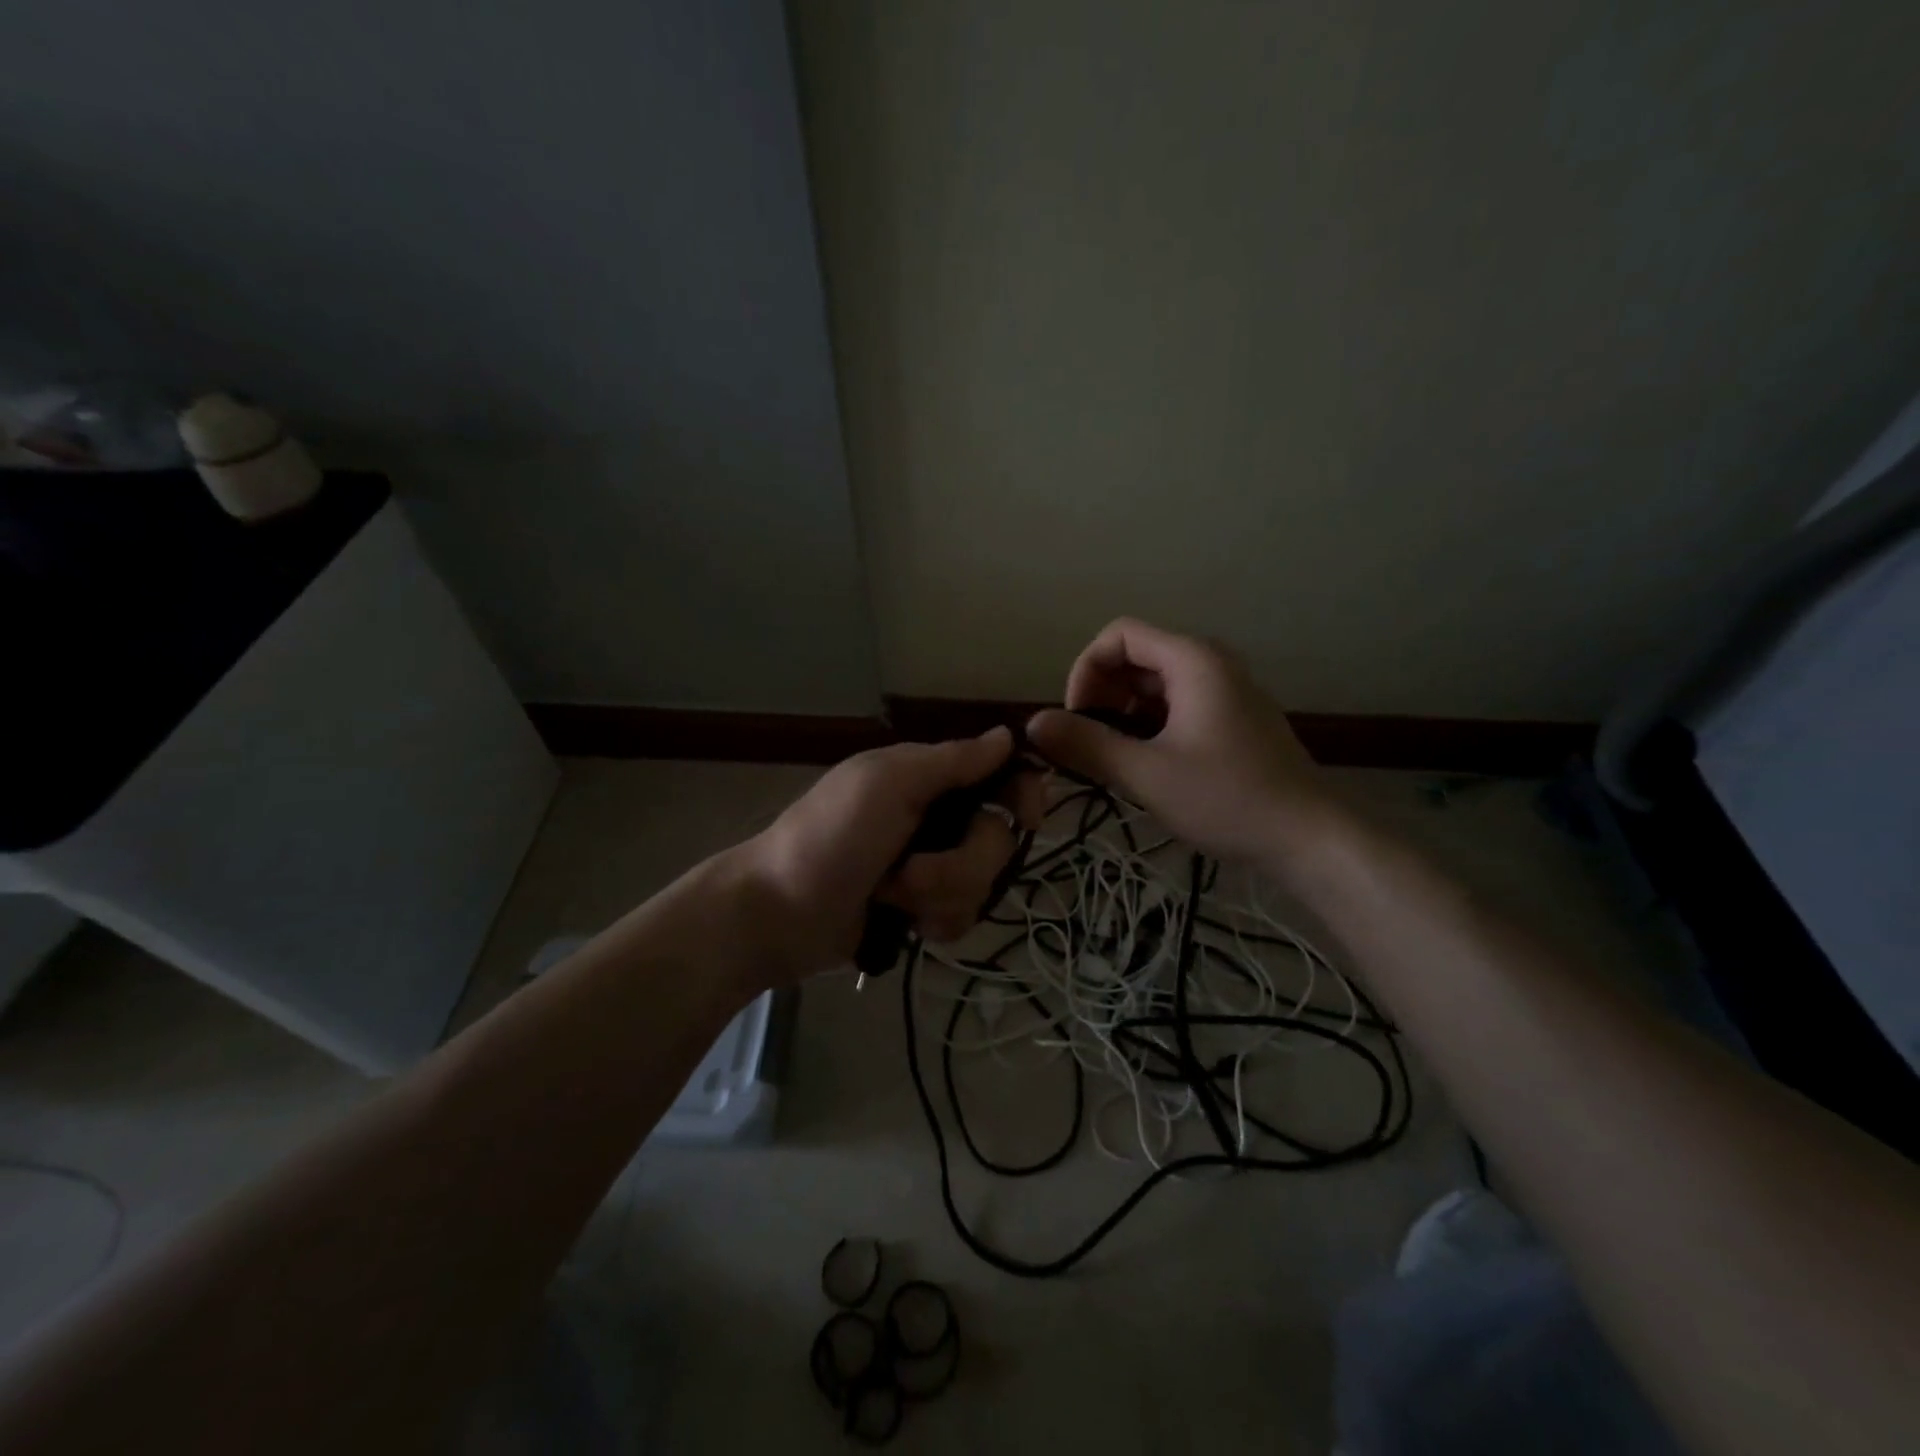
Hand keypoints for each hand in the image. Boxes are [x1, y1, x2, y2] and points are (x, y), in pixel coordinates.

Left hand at [740, 728, 1044, 982]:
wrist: (778, 915)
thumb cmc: (830, 837)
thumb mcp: (888, 784)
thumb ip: (951, 762)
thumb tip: (1007, 736)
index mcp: (929, 779)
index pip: (1000, 776)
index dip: (1023, 794)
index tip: (1028, 818)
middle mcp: (938, 819)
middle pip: (998, 840)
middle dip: (960, 865)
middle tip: (909, 873)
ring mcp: (932, 868)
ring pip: (983, 884)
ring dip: (940, 896)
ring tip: (893, 898)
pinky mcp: (924, 910)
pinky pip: (964, 917)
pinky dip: (935, 923)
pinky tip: (905, 926)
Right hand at [1025, 618, 1336, 867]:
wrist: (1309, 838)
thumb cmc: (1227, 799)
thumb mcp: (1146, 774)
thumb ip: (1086, 745)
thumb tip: (1033, 724)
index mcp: (1193, 660)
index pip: (1119, 635)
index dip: (1085, 670)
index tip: (1076, 719)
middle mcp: (1211, 662)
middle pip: (1136, 656)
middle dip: (1102, 694)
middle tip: (1091, 743)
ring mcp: (1226, 690)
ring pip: (1155, 683)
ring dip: (1123, 713)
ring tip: (1115, 758)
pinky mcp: (1233, 717)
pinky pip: (1178, 704)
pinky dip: (1150, 724)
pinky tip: (1147, 765)